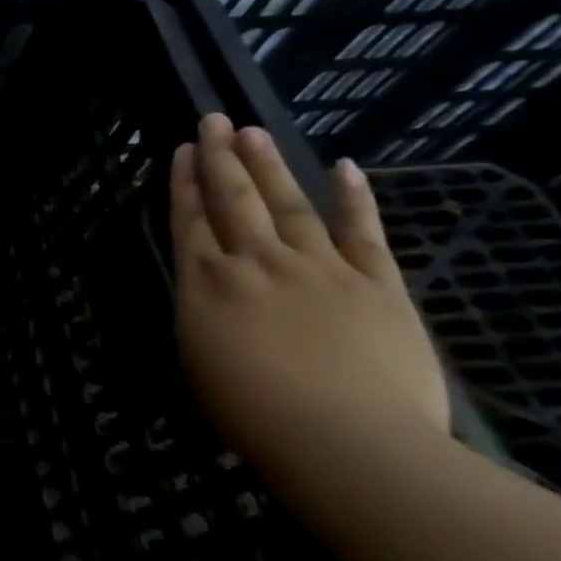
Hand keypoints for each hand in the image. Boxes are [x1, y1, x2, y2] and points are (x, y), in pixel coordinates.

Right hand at [170, 113, 448, 470]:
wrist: (345, 441)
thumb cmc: (252, 413)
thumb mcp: (197, 362)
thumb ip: (202, 316)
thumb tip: (210, 293)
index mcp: (206, 285)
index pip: (190, 221)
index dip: (184, 183)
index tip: (183, 150)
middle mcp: (256, 263)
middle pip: (234, 200)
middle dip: (220, 158)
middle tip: (214, 120)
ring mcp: (319, 268)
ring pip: (288, 204)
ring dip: (269, 165)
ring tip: (254, 131)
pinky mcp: (377, 285)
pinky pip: (363, 232)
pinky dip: (354, 198)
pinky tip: (346, 167)